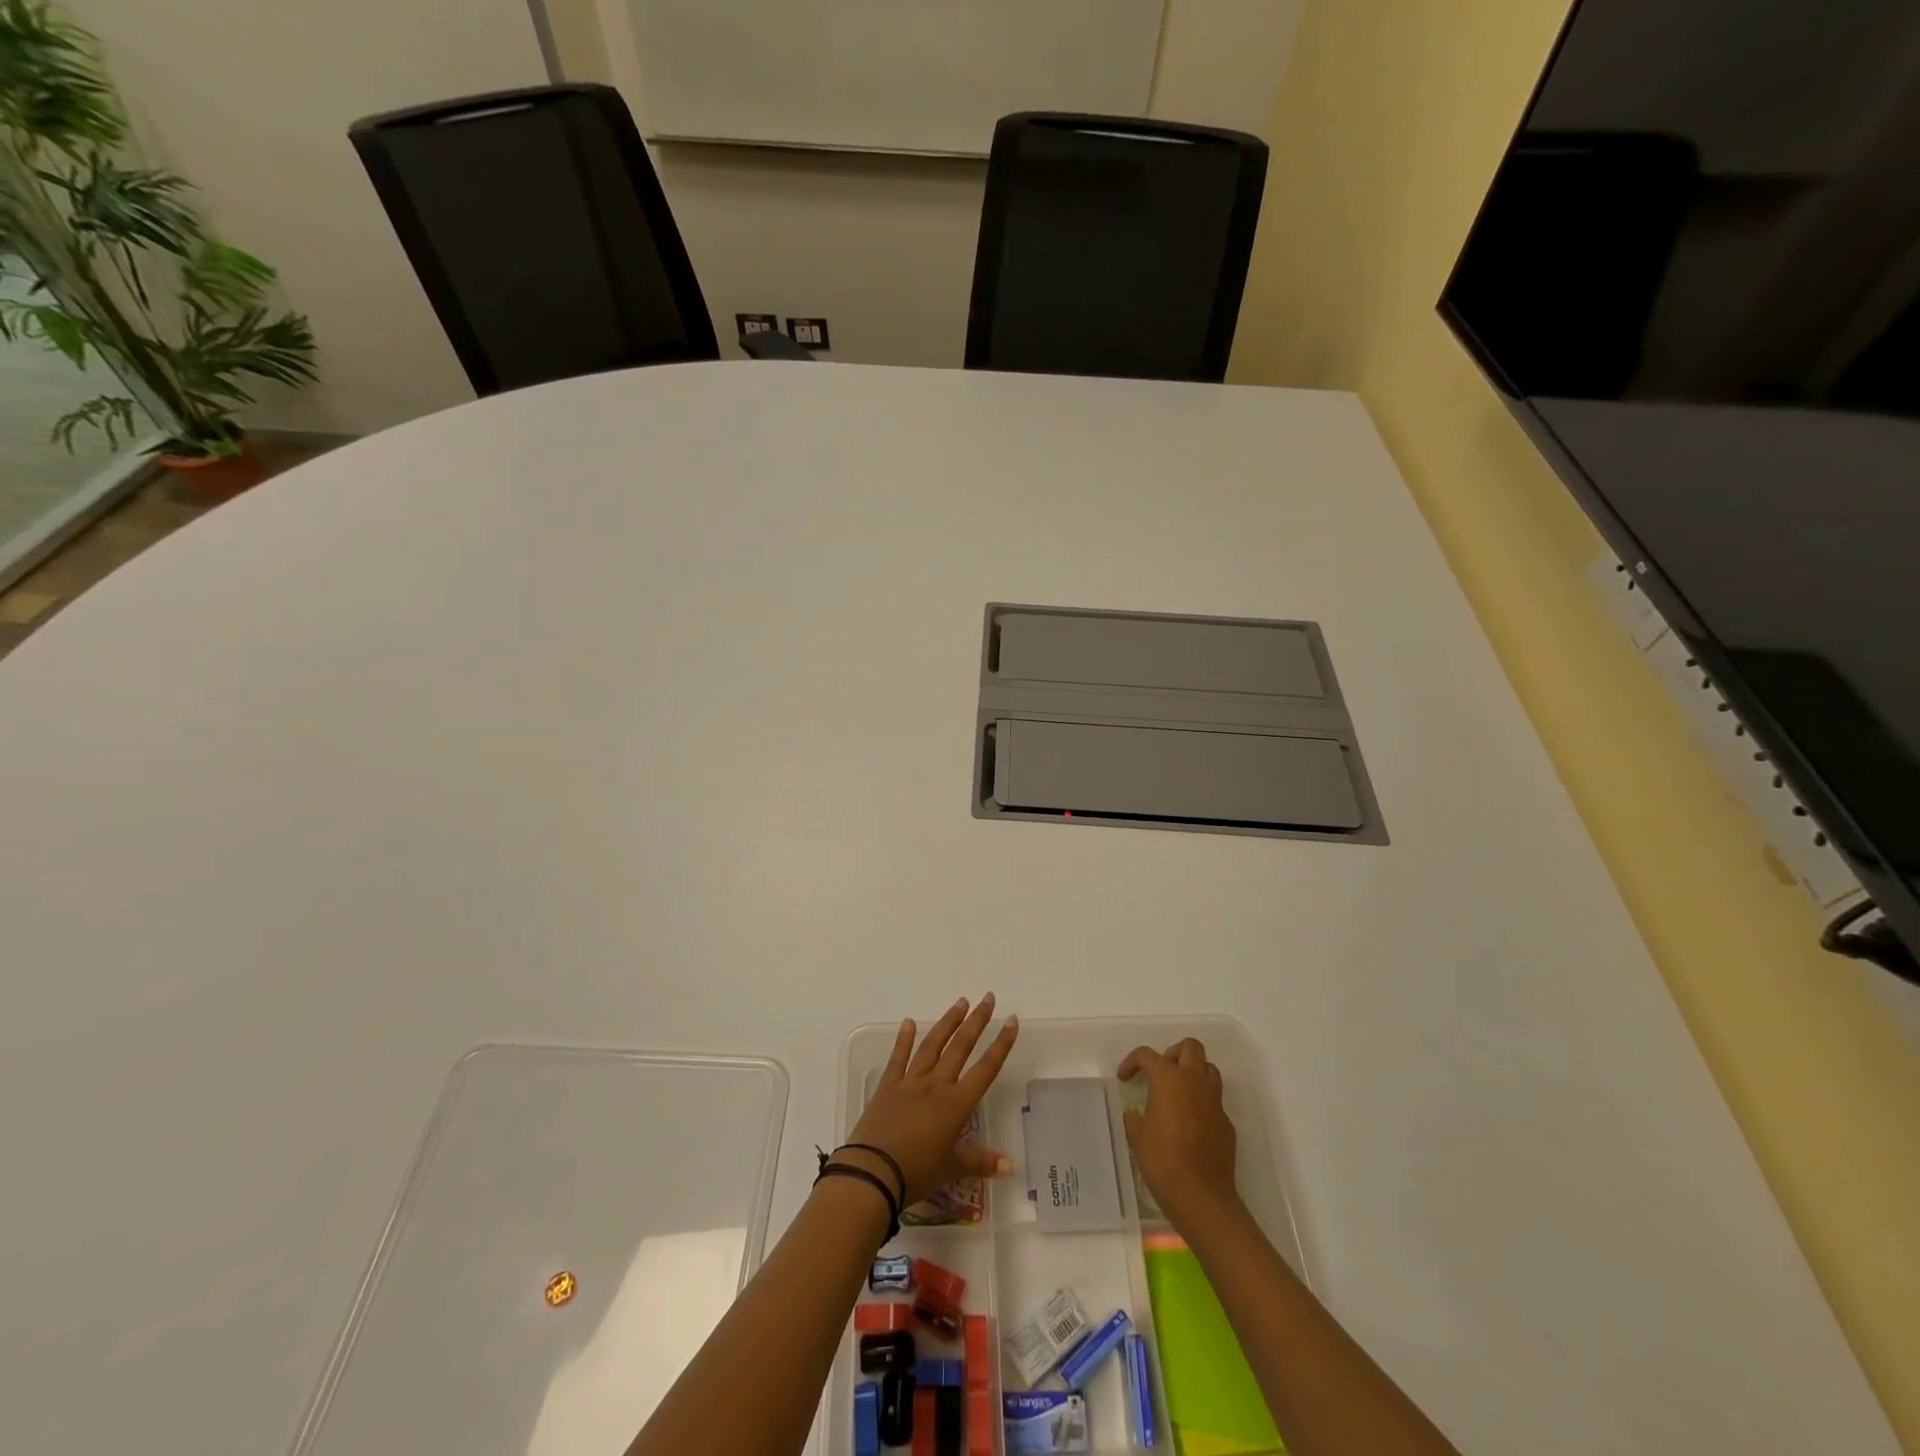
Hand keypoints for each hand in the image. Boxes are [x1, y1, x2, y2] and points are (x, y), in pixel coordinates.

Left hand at [842, 995, 1018, 1206]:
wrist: (873, 1172)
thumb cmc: (917, 1172)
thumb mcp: (952, 1169)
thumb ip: (980, 1161)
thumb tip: (1009, 1164)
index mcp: (956, 1104)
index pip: (985, 1068)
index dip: (1000, 1044)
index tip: (1011, 1020)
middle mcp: (936, 1085)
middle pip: (960, 1047)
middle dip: (976, 1022)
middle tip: (988, 998)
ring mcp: (910, 1082)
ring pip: (932, 1045)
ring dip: (948, 1023)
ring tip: (960, 1003)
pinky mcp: (887, 1086)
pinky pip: (898, 1058)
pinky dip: (904, 1039)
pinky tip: (909, 1021)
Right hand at [1118, 1038, 1239, 1229]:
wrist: (1201, 1196)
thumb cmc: (1162, 1160)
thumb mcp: (1137, 1136)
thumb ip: (1135, 1117)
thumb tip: (1137, 1113)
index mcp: (1169, 1079)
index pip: (1148, 1055)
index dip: (1132, 1062)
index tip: (1125, 1078)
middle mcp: (1195, 1082)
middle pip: (1190, 1047)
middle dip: (1173, 1053)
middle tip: (1160, 1071)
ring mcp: (1215, 1102)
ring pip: (1208, 1069)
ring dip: (1193, 1073)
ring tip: (1177, 1092)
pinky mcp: (1226, 1123)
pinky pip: (1214, 1100)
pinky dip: (1201, 1102)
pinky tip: (1190, 1124)